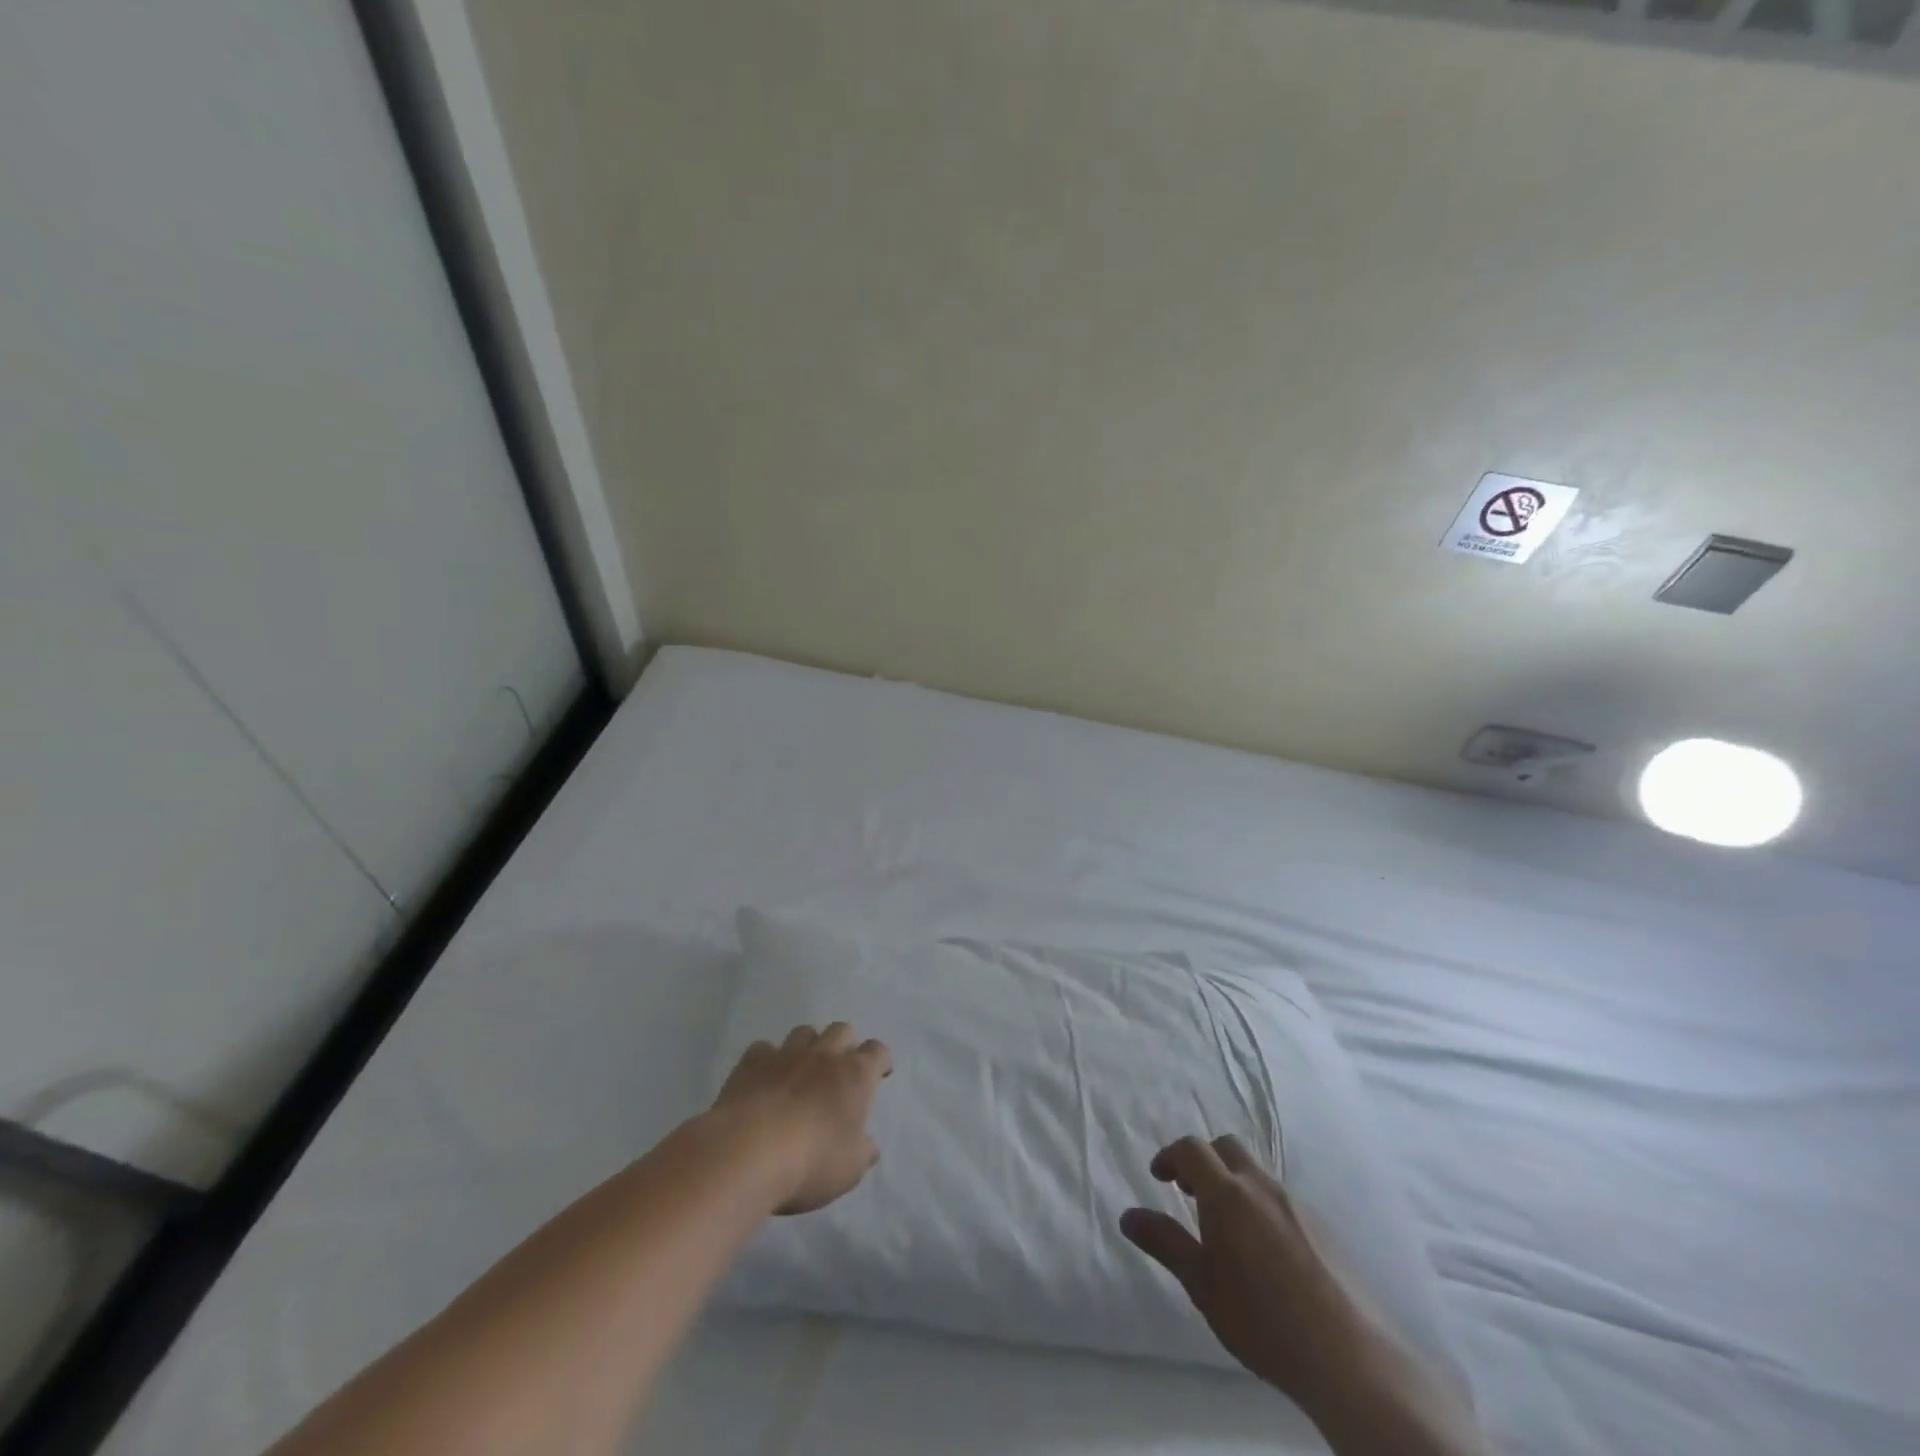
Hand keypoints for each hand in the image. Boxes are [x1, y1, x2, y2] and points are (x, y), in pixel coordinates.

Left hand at [709, 1022, 891, 1214]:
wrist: (747, 1154)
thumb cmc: (811, 1163)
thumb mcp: (849, 1170)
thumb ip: (862, 1152)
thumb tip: (869, 1146)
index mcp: (855, 1075)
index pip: (877, 1051)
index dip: (879, 1061)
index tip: (878, 1075)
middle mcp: (824, 1055)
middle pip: (842, 1030)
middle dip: (845, 1045)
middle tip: (839, 1072)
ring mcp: (786, 1054)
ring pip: (804, 1032)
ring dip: (808, 1047)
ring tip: (802, 1071)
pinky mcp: (752, 1061)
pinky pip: (764, 1048)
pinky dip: (767, 1060)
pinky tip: (764, 1079)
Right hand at [1120, 1135, 1369, 1403]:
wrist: (1350, 1359)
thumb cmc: (1263, 1322)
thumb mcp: (1203, 1287)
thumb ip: (1166, 1244)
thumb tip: (1128, 1215)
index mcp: (1227, 1194)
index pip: (1192, 1148)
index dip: (1170, 1156)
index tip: (1159, 1178)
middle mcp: (1261, 1186)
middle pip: (1226, 1147)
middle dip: (1203, 1160)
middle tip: (1190, 1194)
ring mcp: (1296, 1203)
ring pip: (1255, 1171)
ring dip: (1232, 1181)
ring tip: (1226, 1227)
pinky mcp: (1321, 1226)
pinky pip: (1279, 1197)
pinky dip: (1259, 1204)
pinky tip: (1263, 1250)